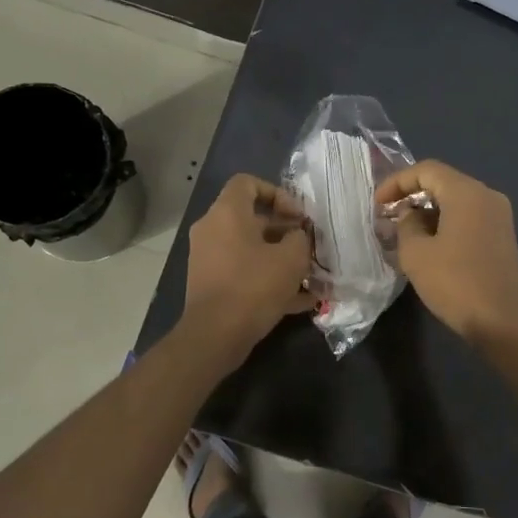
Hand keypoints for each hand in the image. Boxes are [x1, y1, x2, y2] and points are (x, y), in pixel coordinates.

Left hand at [183, 174, 314, 355]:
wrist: (216, 334)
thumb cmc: (254, 286)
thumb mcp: (292, 258)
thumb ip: (301, 238)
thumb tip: (298, 236)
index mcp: (227, 213)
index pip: (248, 183)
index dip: (277, 193)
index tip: (297, 216)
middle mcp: (212, 229)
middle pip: (252, 218)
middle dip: (285, 230)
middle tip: (308, 245)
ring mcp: (208, 258)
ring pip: (250, 248)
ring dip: (279, 257)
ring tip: (309, 275)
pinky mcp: (211, 283)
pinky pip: (244, 271)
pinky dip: (267, 279)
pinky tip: (299, 300)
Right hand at [375, 161, 517, 348]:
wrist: (503, 321)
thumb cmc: (456, 283)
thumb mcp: (417, 253)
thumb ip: (406, 225)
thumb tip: (410, 214)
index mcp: (467, 192)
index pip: (426, 170)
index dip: (397, 182)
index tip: (377, 204)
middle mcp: (487, 196)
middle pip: (443, 182)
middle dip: (412, 196)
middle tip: (388, 217)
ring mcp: (499, 217)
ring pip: (456, 202)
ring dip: (428, 212)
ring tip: (404, 233)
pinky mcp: (502, 237)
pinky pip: (469, 218)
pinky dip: (446, 223)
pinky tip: (429, 245)